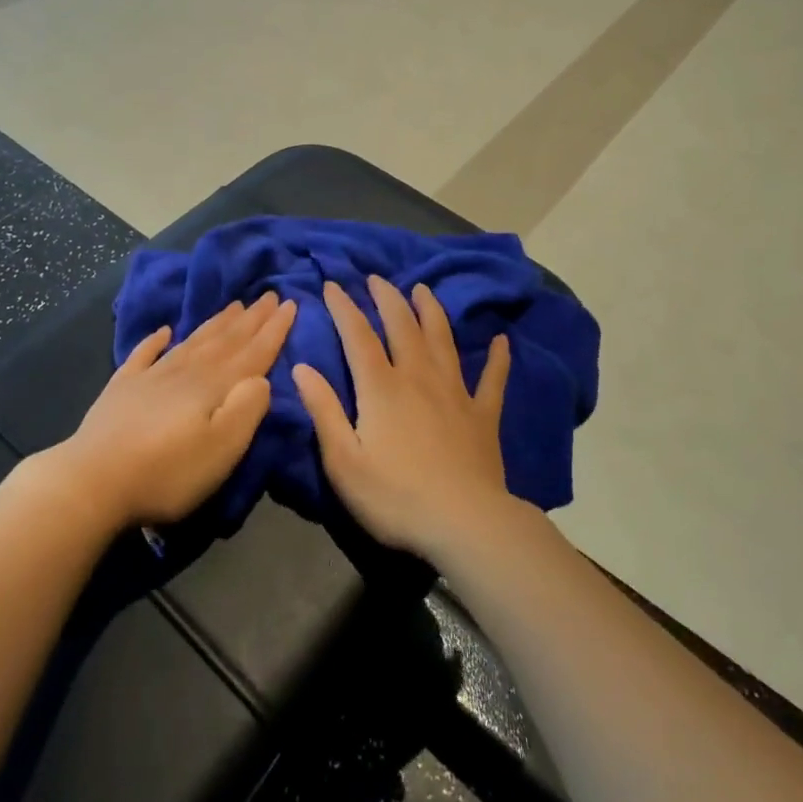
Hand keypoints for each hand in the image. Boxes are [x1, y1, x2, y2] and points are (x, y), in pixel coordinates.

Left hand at [50, 291, 295, 530]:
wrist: (93, 482)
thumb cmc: (168, 472)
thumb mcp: (222, 448)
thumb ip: (247, 409)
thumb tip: (261, 378)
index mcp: (214, 386)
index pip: (253, 352)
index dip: (274, 329)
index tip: (290, 303)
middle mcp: (186, 372)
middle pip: (225, 340)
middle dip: (251, 319)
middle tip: (269, 295)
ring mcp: (151, 377)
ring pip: (192, 342)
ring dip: (216, 323)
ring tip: (234, 305)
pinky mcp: (122, 390)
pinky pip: (144, 355)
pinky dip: (155, 340)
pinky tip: (164, 330)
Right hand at [293, 276, 515, 565]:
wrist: (464, 523)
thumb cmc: (395, 496)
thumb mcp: (343, 460)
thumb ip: (323, 410)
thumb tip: (301, 367)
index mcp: (381, 388)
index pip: (358, 336)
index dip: (344, 308)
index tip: (332, 285)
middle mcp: (418, 378)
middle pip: (402, 327)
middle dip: (388, 299)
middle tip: (378, 278)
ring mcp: (455, 393)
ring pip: (442, 340)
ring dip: (432, 312)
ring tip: (424, 290)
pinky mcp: (483, 415)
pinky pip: (492, 379)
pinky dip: (497, 358)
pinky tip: (501, 341)